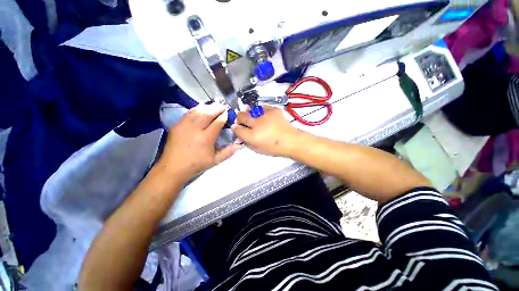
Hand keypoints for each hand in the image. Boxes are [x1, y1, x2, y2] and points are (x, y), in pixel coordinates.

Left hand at [158, 104, 241, 180]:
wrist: (173, 167)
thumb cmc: (196, 164)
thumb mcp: (215, 160)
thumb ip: (228, 152)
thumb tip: (240, 145)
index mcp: (206, 138)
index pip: (217, 122)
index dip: (224, 116)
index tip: (228, 113)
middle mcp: (195, 129)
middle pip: (208, 113)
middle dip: (217, 108)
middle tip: (223, 107)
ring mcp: (184, 125)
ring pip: (198, 111)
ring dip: (208, 107)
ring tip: (214, 107)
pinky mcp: (177, 125)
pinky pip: (189, 113)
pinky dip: (197, 109)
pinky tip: (202, 109)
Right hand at [231, 106, 300, 156]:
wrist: (291, 141)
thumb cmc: (273, 148)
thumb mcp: (256, 149)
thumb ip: (245, 140)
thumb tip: (238, 131)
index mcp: (252, 136)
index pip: (236, 128)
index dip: (235, 127)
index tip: (237, 127)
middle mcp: (257, 123)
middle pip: (240, 115)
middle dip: (239, 119)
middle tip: (245, 122)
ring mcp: (266, 114)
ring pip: (250, 109)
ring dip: (250, 114)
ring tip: (256, 119)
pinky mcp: (273, 109)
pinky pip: (262, 107)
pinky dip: (261, 111)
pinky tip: (264, 116)